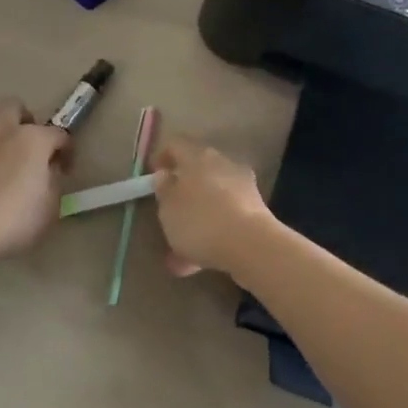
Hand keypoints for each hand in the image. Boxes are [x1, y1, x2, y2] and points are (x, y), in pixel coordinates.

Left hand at [0, 100, 70, 260]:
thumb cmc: (14, 218)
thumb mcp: (51, 207)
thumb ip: (53, 182)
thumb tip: (48, 172)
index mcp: (33, 139)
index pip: (59, 133)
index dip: (66, 150)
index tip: (65, 168)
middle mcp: (2, 130)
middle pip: (15, 107)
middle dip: (25, 122)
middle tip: (30, 148)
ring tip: (2, 160)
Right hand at [149, 136, 274, 277]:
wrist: (251, 245)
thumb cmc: (200, 221)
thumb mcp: (168, 207)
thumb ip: (164, 189)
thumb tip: (165, 175)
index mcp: (198, 157)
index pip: (176, 145)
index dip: (162, 157)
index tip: (152, 176)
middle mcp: (223, 165)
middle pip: (197, 172)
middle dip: (182, 193)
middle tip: (167, 212)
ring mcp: (243, 188)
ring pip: (212, 200)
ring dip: (196, 220)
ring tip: (179, 250)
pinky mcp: (256, 211)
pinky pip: (226, 219)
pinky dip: (212, 235)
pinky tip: (198, 263)